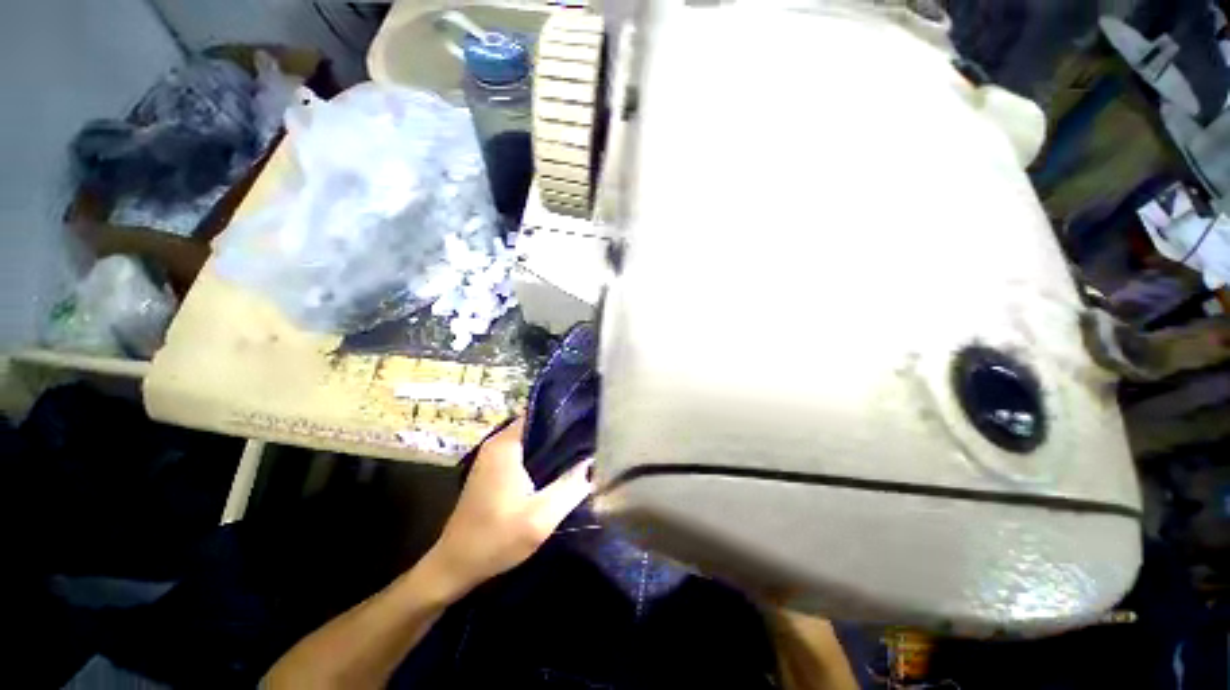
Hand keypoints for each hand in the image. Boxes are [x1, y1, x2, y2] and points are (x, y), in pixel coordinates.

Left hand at [424, 418, 593, 596]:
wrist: (455, 566)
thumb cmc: (496, 539)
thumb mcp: (541, 517)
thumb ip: (571, 486)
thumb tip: (594, 463)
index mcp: (506, 444)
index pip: (542, 413)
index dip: (567, 416)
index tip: (589, 424)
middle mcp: (497, 443)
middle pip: (538, 425)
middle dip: (563, 432)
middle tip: (590, 440)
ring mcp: (493, 456)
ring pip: (531, 440)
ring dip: (553, 446)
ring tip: (580, 452)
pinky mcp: (492, 469)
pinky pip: (523, 452)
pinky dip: (541, 457)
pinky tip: (558, 469)